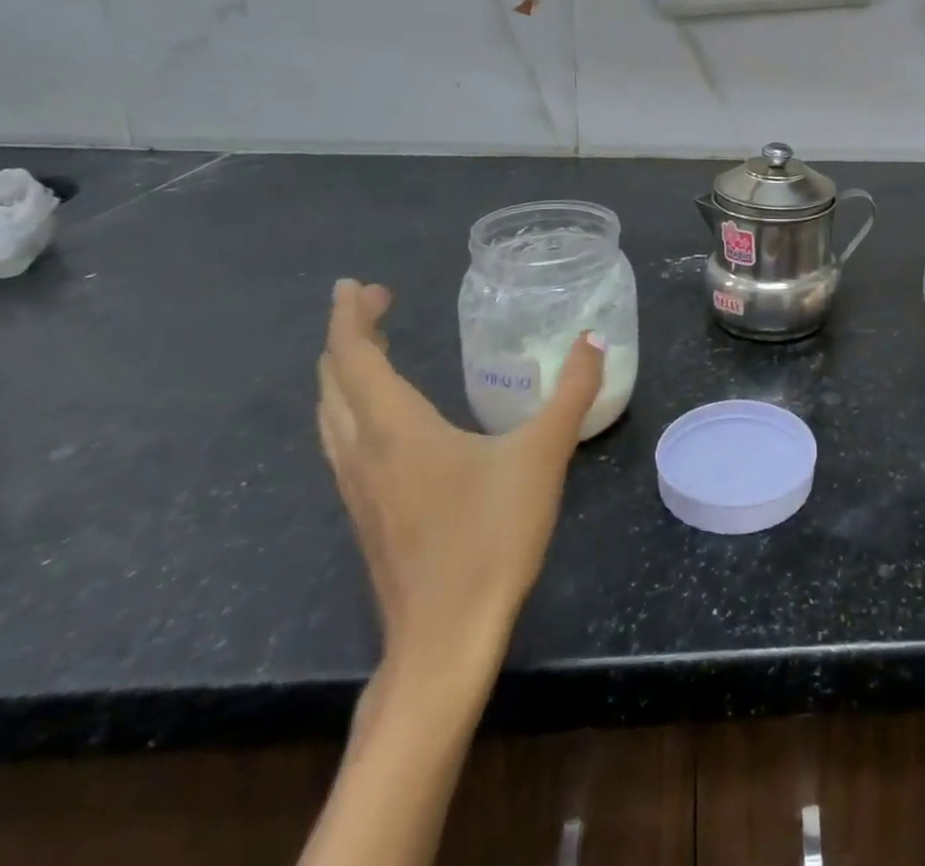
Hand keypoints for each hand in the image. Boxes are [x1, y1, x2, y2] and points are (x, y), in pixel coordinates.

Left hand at [317, 279, 602, 686]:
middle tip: (376, 304)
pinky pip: (341, 442)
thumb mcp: (543, 455)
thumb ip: (572, 393)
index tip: (358, 284)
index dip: (351, 316)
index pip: (355, 357)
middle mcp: (363, 452)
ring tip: (370, 349)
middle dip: (347, 336)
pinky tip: (381, 420)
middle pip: (333, 382)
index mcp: (396, 429)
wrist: (445, 640)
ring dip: (343, 373)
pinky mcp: (365, 515)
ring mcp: (357, 489)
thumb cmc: (491, 538)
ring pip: (331, 415)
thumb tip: (593, 340)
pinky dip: (350, 407)